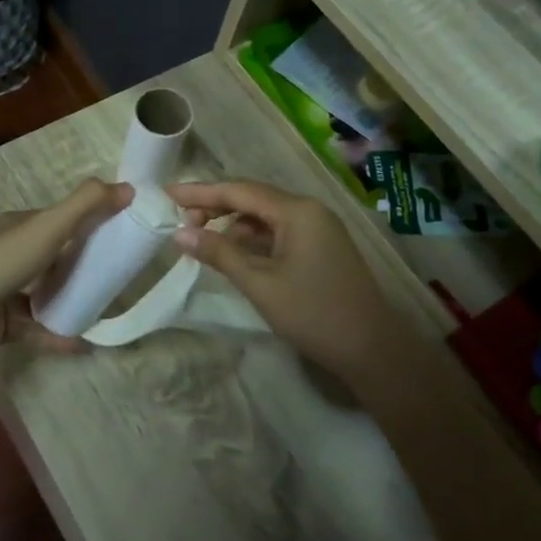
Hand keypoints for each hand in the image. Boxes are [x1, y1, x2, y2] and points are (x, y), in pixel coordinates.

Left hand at [0, 179, 131, 359]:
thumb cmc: (1, 262)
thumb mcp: (48, 226)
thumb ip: (86, 205)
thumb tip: (128, 188)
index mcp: (18, 226)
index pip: (58, 220)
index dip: (88, 223)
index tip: (120, 234)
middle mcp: (10, 254)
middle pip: (54, 257)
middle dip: (83, 265)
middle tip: (117, 276)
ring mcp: (5, 291)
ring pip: (46, 294)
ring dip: (72, 301)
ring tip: (104, 309)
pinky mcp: (3, 323)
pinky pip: (37, 328)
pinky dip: (58, 334)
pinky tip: (82, 343)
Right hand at [167, 180, 397, 384]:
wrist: (372, 349)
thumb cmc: (312, 313)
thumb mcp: (259, 283)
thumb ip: (219, 254)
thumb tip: (179, 234)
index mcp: (297, 211)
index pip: (239, 191)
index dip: (201, 192)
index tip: (168, 194)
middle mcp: (309, 211)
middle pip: (252, 199)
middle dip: (215, 208)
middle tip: (181, 223)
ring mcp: (318, 229)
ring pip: (265, 218)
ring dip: (233, 226)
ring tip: (202, 242)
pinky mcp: (321, 248)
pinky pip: (278, 233)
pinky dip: (252, 240)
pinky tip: (233, 255)